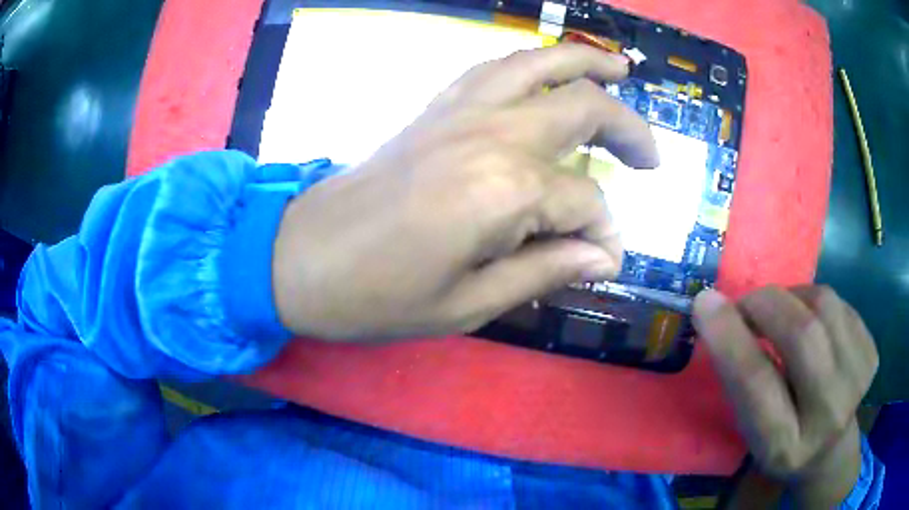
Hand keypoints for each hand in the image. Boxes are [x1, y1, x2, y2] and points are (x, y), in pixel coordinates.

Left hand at [272, 44, 657, 340]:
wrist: (302, 258)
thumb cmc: (378, 295)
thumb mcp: (469, 305)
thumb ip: (546, 271)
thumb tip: (605, 256)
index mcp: (506, 190)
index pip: (586, 204)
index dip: (604, 236)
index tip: (606, 261)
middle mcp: (493, 133)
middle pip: (584, 109)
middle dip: (629, 129)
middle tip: (650, 158)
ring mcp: (461, 110)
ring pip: (541, 64)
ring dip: (587, 63)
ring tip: (622, 68)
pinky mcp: (436, 106)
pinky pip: (495, 66)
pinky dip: (533, 63)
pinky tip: (550, 73)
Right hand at [693, 286, 878, 505]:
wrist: (830, 450)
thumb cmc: (781, 441)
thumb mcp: (752, 430)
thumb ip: (741, 381)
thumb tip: (715, 311)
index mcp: (784, 446)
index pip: (756, 384)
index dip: (730, 338)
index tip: (705, 302)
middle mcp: (827, 416)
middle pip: (801, 335)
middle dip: (766, 304)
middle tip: (748, 303)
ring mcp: (857, 381)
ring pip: (824, 305)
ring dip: (793, 297)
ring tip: (783, 312)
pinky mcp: (871, 355)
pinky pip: (840, 303)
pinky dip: (817, 302)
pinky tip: (813, 323)